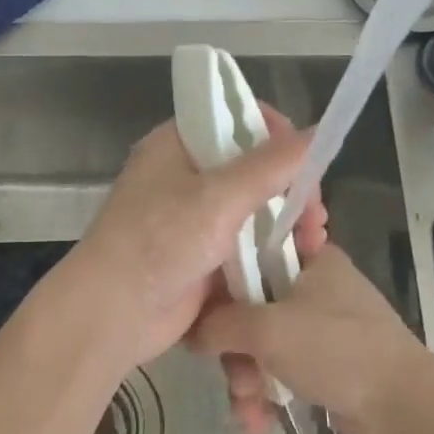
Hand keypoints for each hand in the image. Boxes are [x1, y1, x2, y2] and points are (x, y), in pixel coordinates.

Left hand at [55, 108, 327, 378]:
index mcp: (178, 145)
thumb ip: (272, 164)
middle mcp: (186, 175)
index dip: (276, 133)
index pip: (235, 119)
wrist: (113, 314)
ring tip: (315, 241)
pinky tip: (301, 262)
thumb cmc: (159, 242)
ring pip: (254, 209)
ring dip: (288, 222)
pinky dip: (273, 250)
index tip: (306, 159)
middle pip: (252, 167)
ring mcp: (194, 218)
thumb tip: (320, 130)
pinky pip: (247, 244)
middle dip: (292, 188)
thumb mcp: (218, 197)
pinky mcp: (203, 256)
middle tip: (315, 215)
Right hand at [189, 244, 433, 433]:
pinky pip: (284, 370)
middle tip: (234, 377)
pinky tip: (261, 423)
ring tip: (249, 411)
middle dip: (236, 351)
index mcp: (311, 260)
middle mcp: (317, 287)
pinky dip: (270, 393)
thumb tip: (192, 333)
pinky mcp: (329, 365)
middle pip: (253, 308)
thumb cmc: (335, 350)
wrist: (404, 407)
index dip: (223, 281)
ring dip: (250, 380)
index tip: (201, 309)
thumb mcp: (267, 329)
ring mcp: (324, 328)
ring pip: (265, 344)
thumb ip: (220, 324)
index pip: (253, 254)